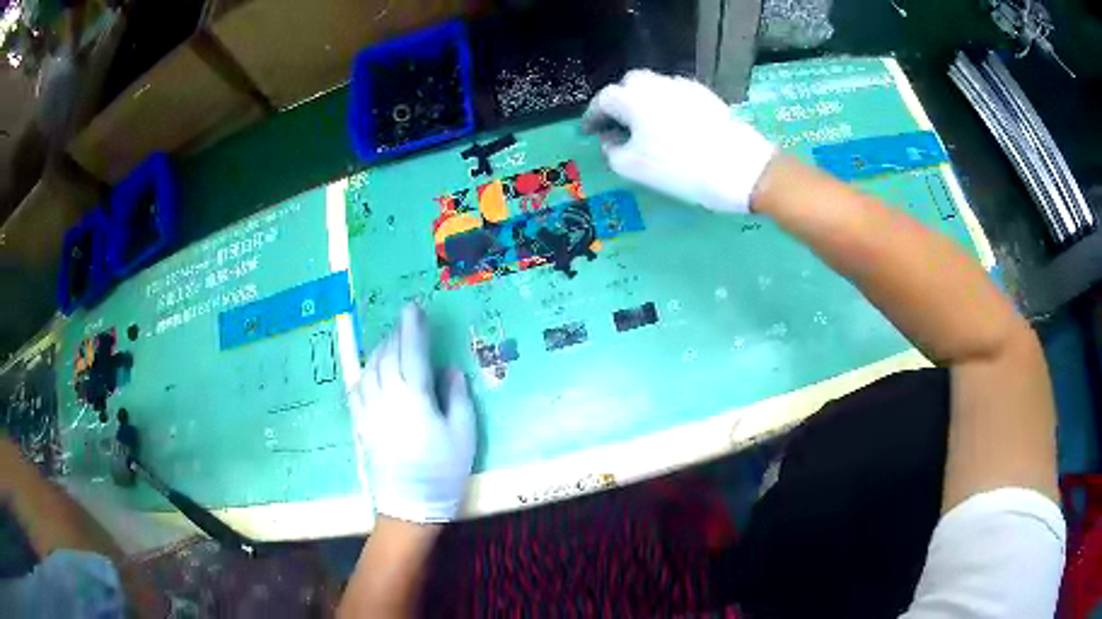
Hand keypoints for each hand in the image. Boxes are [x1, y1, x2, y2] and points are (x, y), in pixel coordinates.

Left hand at [351, 304, 476, 523]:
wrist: (410, 504)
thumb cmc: (443, 470)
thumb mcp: (463, 433)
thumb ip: (455, 396)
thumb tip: (449, 370)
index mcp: (413, 395)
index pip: (411, 350)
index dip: (413, 327)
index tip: (413, 308)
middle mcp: (386, 395)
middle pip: (388, 355)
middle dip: (397, 335)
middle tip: (406, 324)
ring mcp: (369, 409)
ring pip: (369, 368)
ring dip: (380, 350)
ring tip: (390, 343)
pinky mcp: (360, 423)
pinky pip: (357, 388)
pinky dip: (364, 372)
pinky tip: (369, 371)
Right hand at [582, 69, 775, 213]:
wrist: (740, 168)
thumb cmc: (679, 168)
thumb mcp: (633, 167)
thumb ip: (611, 150)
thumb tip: (609, 139)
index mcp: (633, 97)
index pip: (603, 100)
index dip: (593, 117)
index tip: (589, 132)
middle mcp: (656, 84)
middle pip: (629, 86)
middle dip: (619, 103)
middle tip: (617, 126)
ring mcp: (684, 87)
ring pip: (654, 88)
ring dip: (643, 103)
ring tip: (645, 127)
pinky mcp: (706, 96)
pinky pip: (676, 95)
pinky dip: (666, 106)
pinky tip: (672, 126)